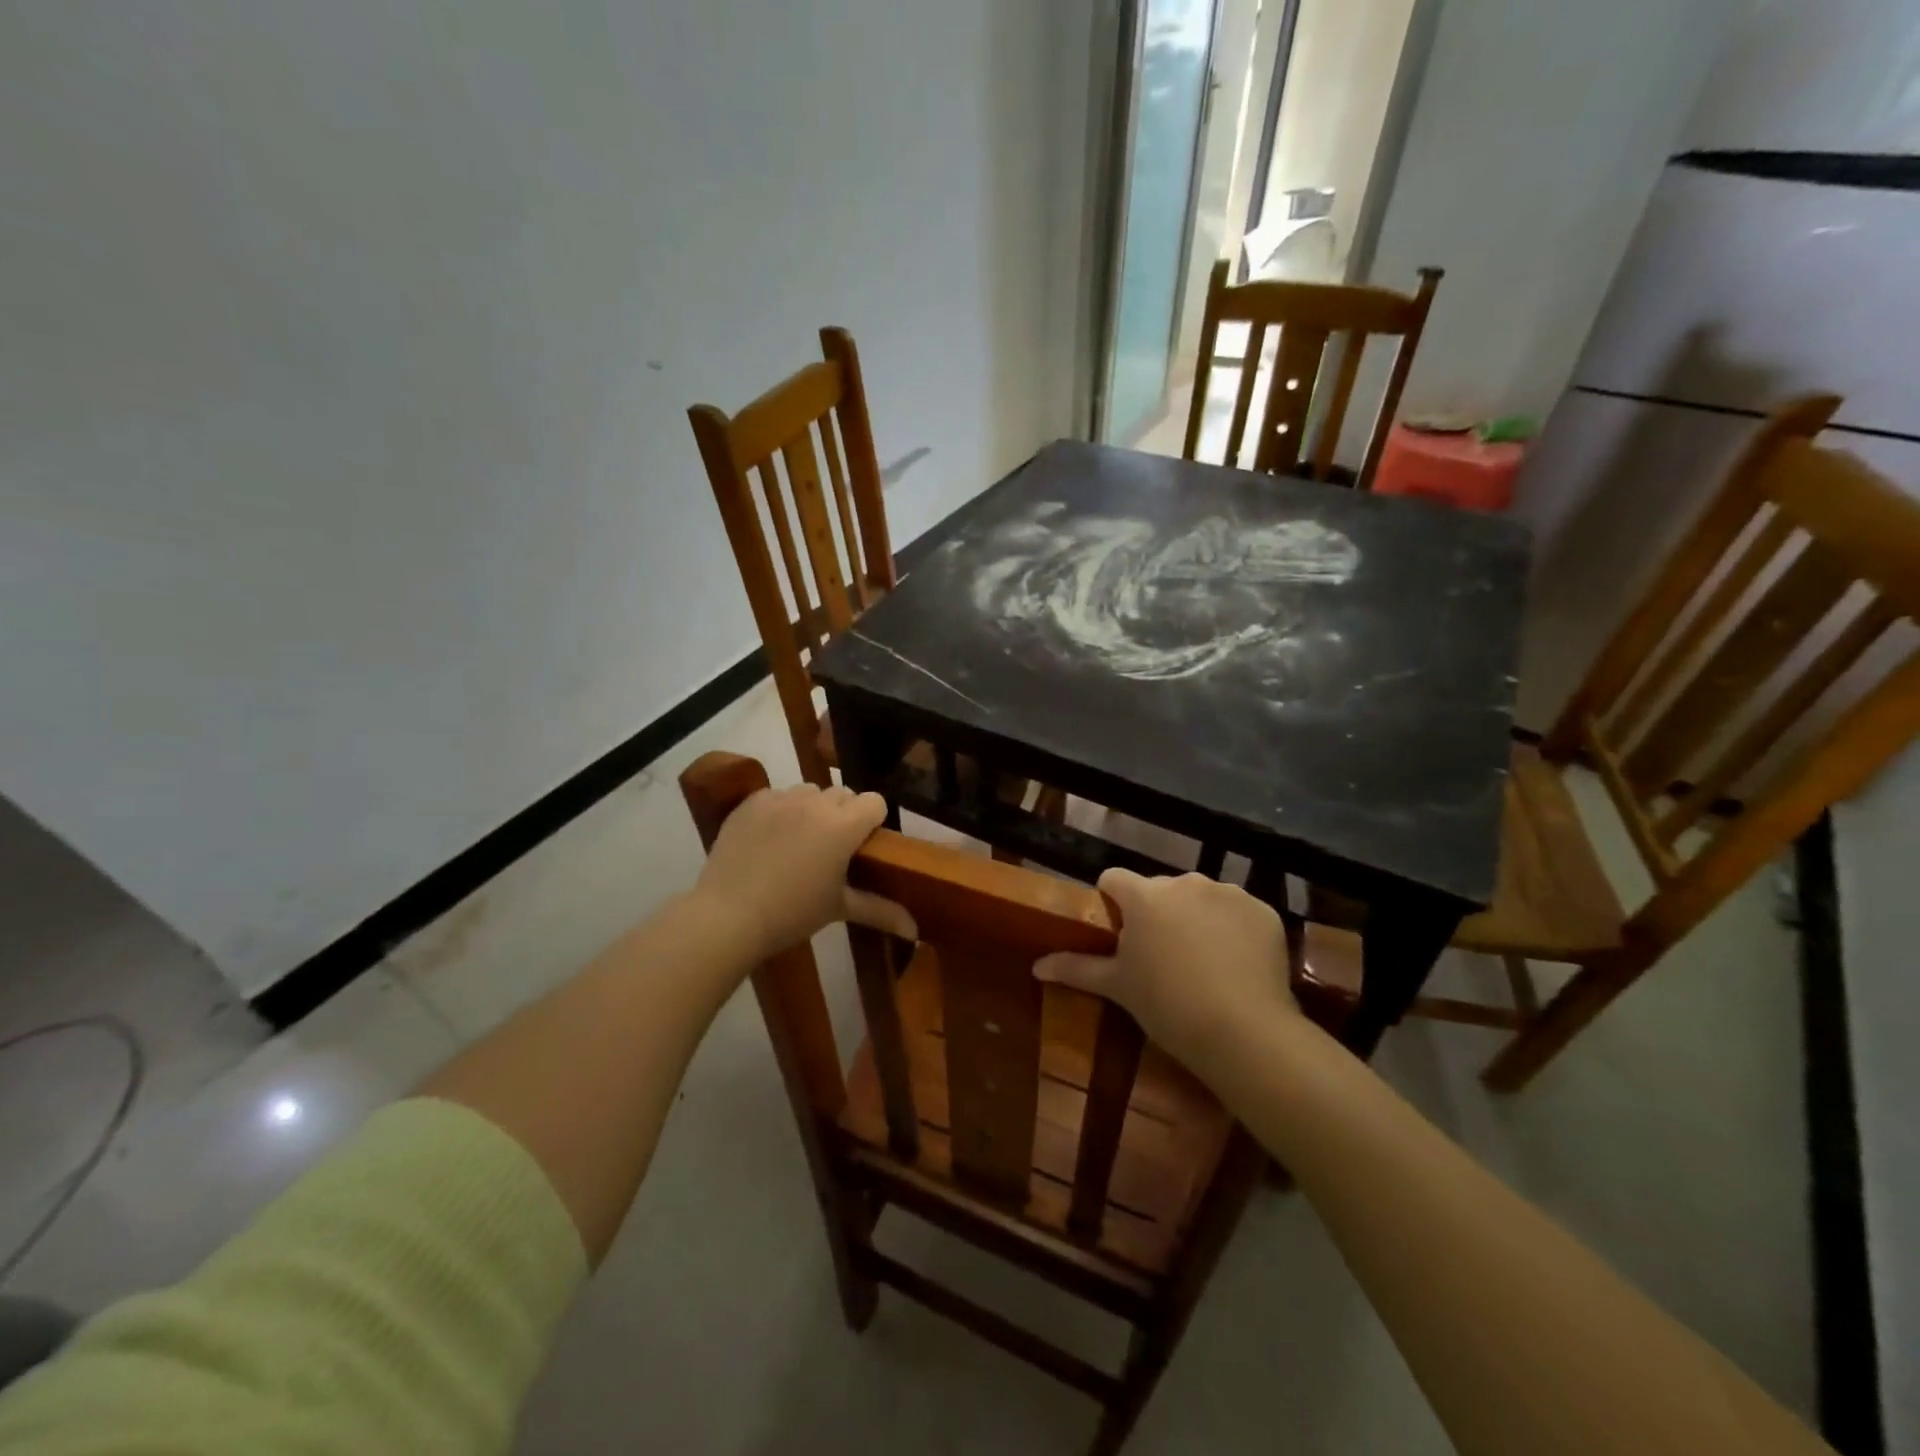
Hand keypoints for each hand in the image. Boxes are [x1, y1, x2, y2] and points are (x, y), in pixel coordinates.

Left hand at [693, 784, 916, 961]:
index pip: (874, 802)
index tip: (862, 846)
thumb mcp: (838, 909)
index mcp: (844, 826)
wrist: (728, 915)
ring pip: (810, 792)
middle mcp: (816, 803)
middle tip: (831, 849)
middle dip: (843, 814)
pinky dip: (781, 811)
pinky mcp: (752, 801)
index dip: (872, 821)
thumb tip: (915, 930)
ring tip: (799, 841)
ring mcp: (781, 798)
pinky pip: (778, 796)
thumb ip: (880, 911)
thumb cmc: (792, 914)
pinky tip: (769, 839)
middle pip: (843, 794)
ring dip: (813, 809)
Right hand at [1035, 869, 1295, 1075]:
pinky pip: (1238, 911)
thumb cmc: (1167, 1006)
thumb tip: (1036, 966)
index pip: (1113, 878)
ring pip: (1201, 897)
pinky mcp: (1262, 909)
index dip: (1112, 902)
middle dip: (1157, 913)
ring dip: (1196, 917)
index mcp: (1143, 896)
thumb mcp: (1117, 987)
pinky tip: (1236, 963)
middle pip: (1160, 889)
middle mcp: (1184, 882)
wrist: (1243, 1032)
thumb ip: (1076, 968)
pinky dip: (1233, 929)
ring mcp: (1227, 892)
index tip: (1118, 932)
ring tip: (1203, 962)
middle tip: (1162, 956)